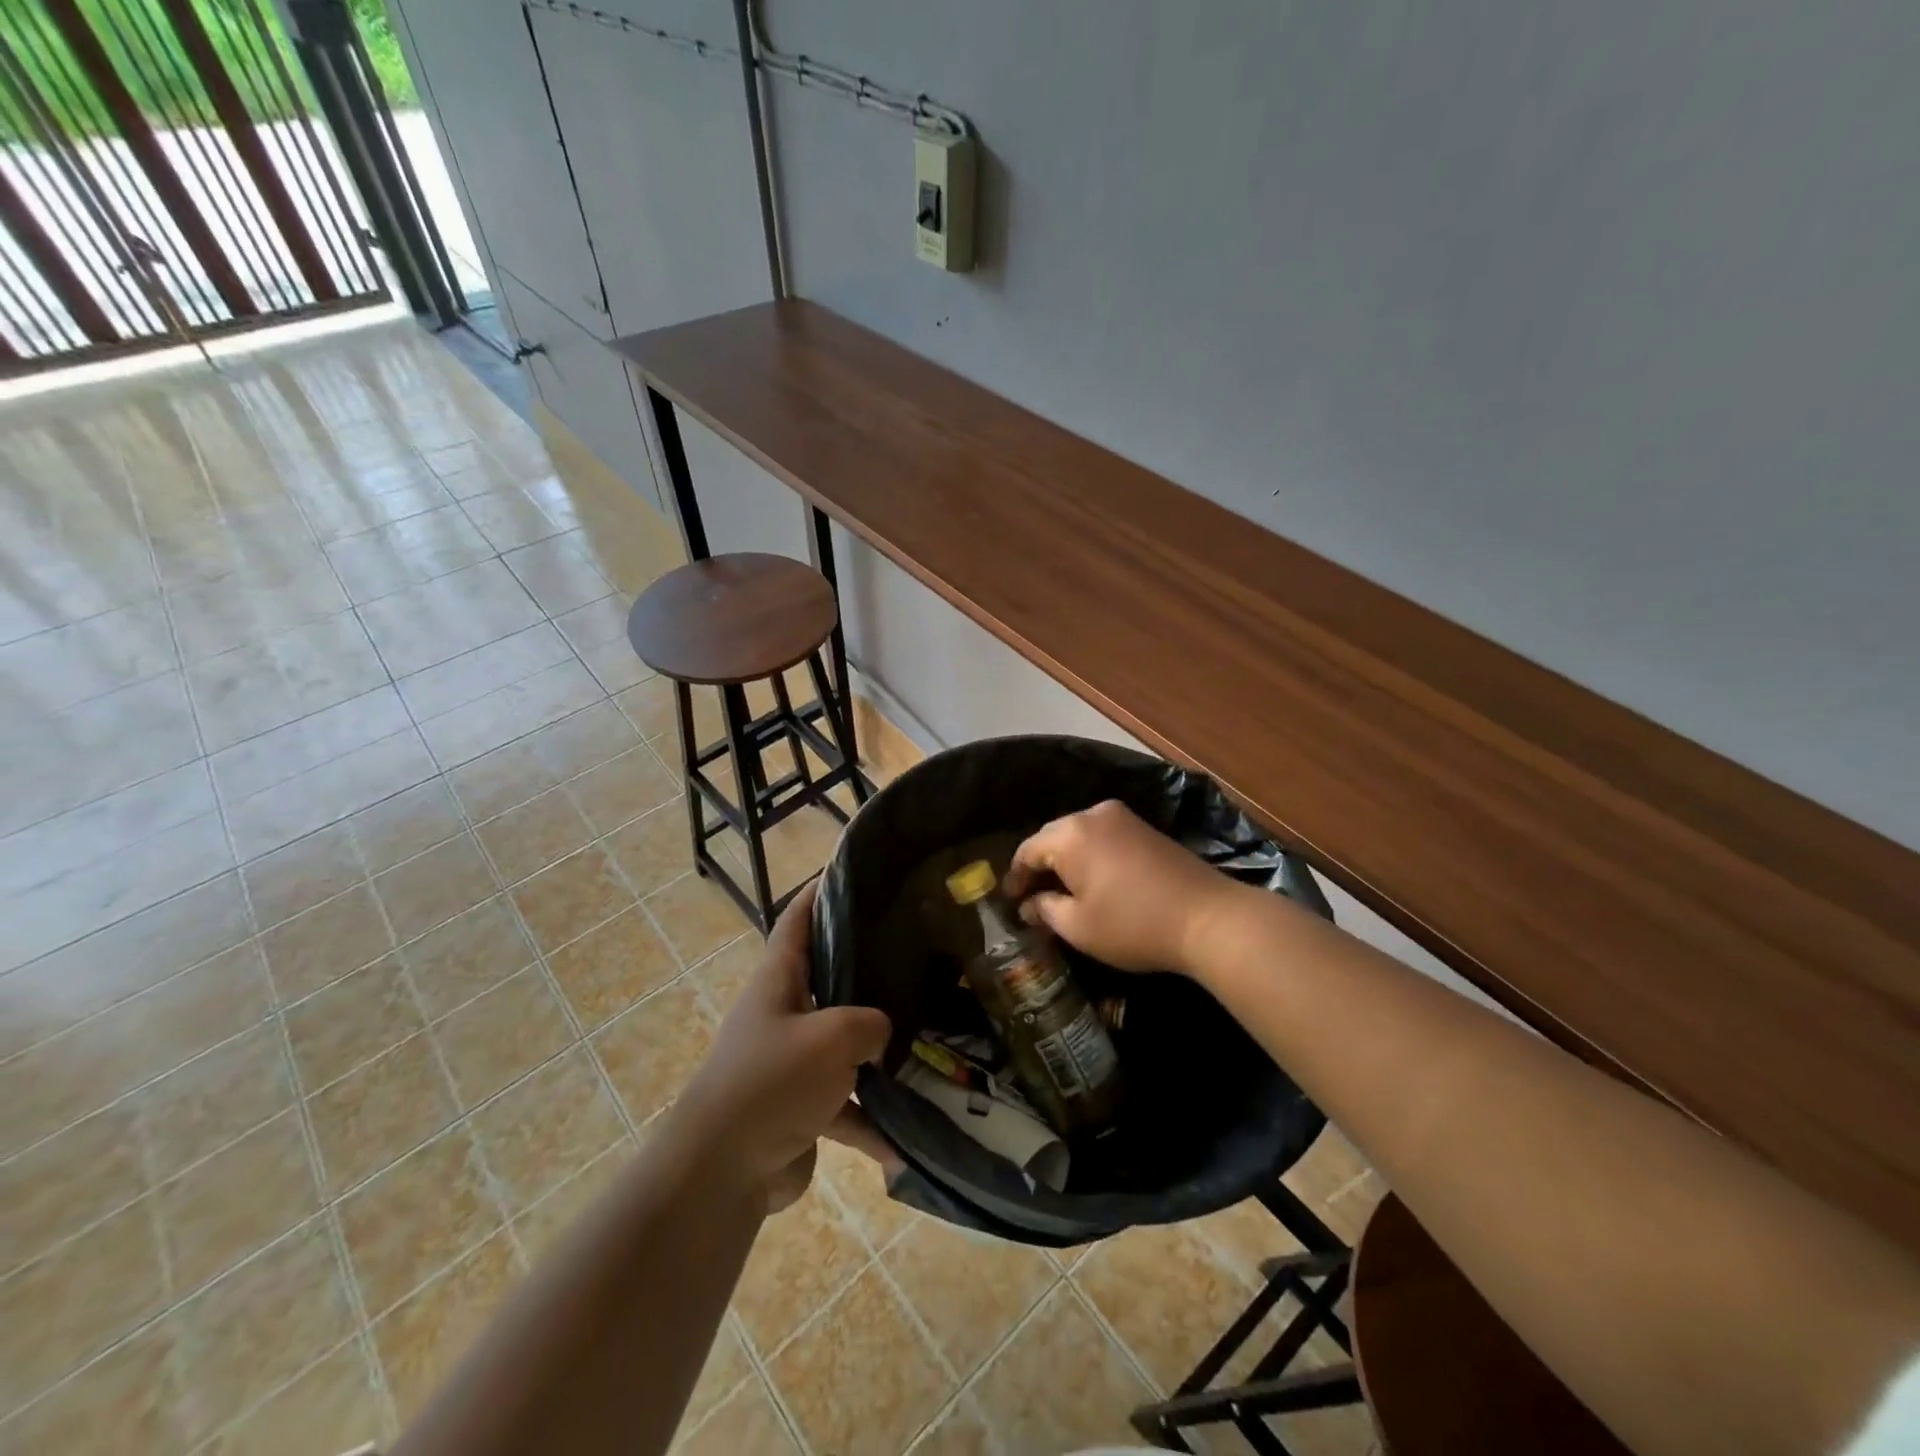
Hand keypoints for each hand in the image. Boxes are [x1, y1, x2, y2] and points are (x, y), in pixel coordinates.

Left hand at [674, 884, 890, 1212]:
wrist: (721, 1173)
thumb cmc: (771, 1083)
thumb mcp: (832, 1037)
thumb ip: (869, 1023)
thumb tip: (881, 1033)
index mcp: (779, 981)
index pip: (797, 920)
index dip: (819, 891)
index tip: (853, 872)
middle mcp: (784, 1014)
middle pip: (827, 977)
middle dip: (866, 967)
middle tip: (914, 953)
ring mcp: (791, 1062)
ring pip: (843, 1044)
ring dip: (877, 1050)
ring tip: (926, 1039)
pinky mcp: (801, 1109)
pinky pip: (845, 1105)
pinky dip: (871, 1121)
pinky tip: (905, 1139)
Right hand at [1003, 799, 1241, 976]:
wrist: (1209, 918)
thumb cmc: (1133, 924)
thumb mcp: (1079, 926)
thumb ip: (1046, 910)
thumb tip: (1029, 904)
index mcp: (1070, 834)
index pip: (1028, 849)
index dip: (1015, 876)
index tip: (1010, 901)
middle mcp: (1094, 815)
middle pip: (1053, 837)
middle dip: (1041, 866)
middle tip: (1031, 898)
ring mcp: (1124, 818)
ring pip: (1081, 836)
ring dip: (1068, 861)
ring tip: (1061, 892)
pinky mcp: (1146, 829)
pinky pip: (1104, 838)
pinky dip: (1092, 857)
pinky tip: (1094, 882)